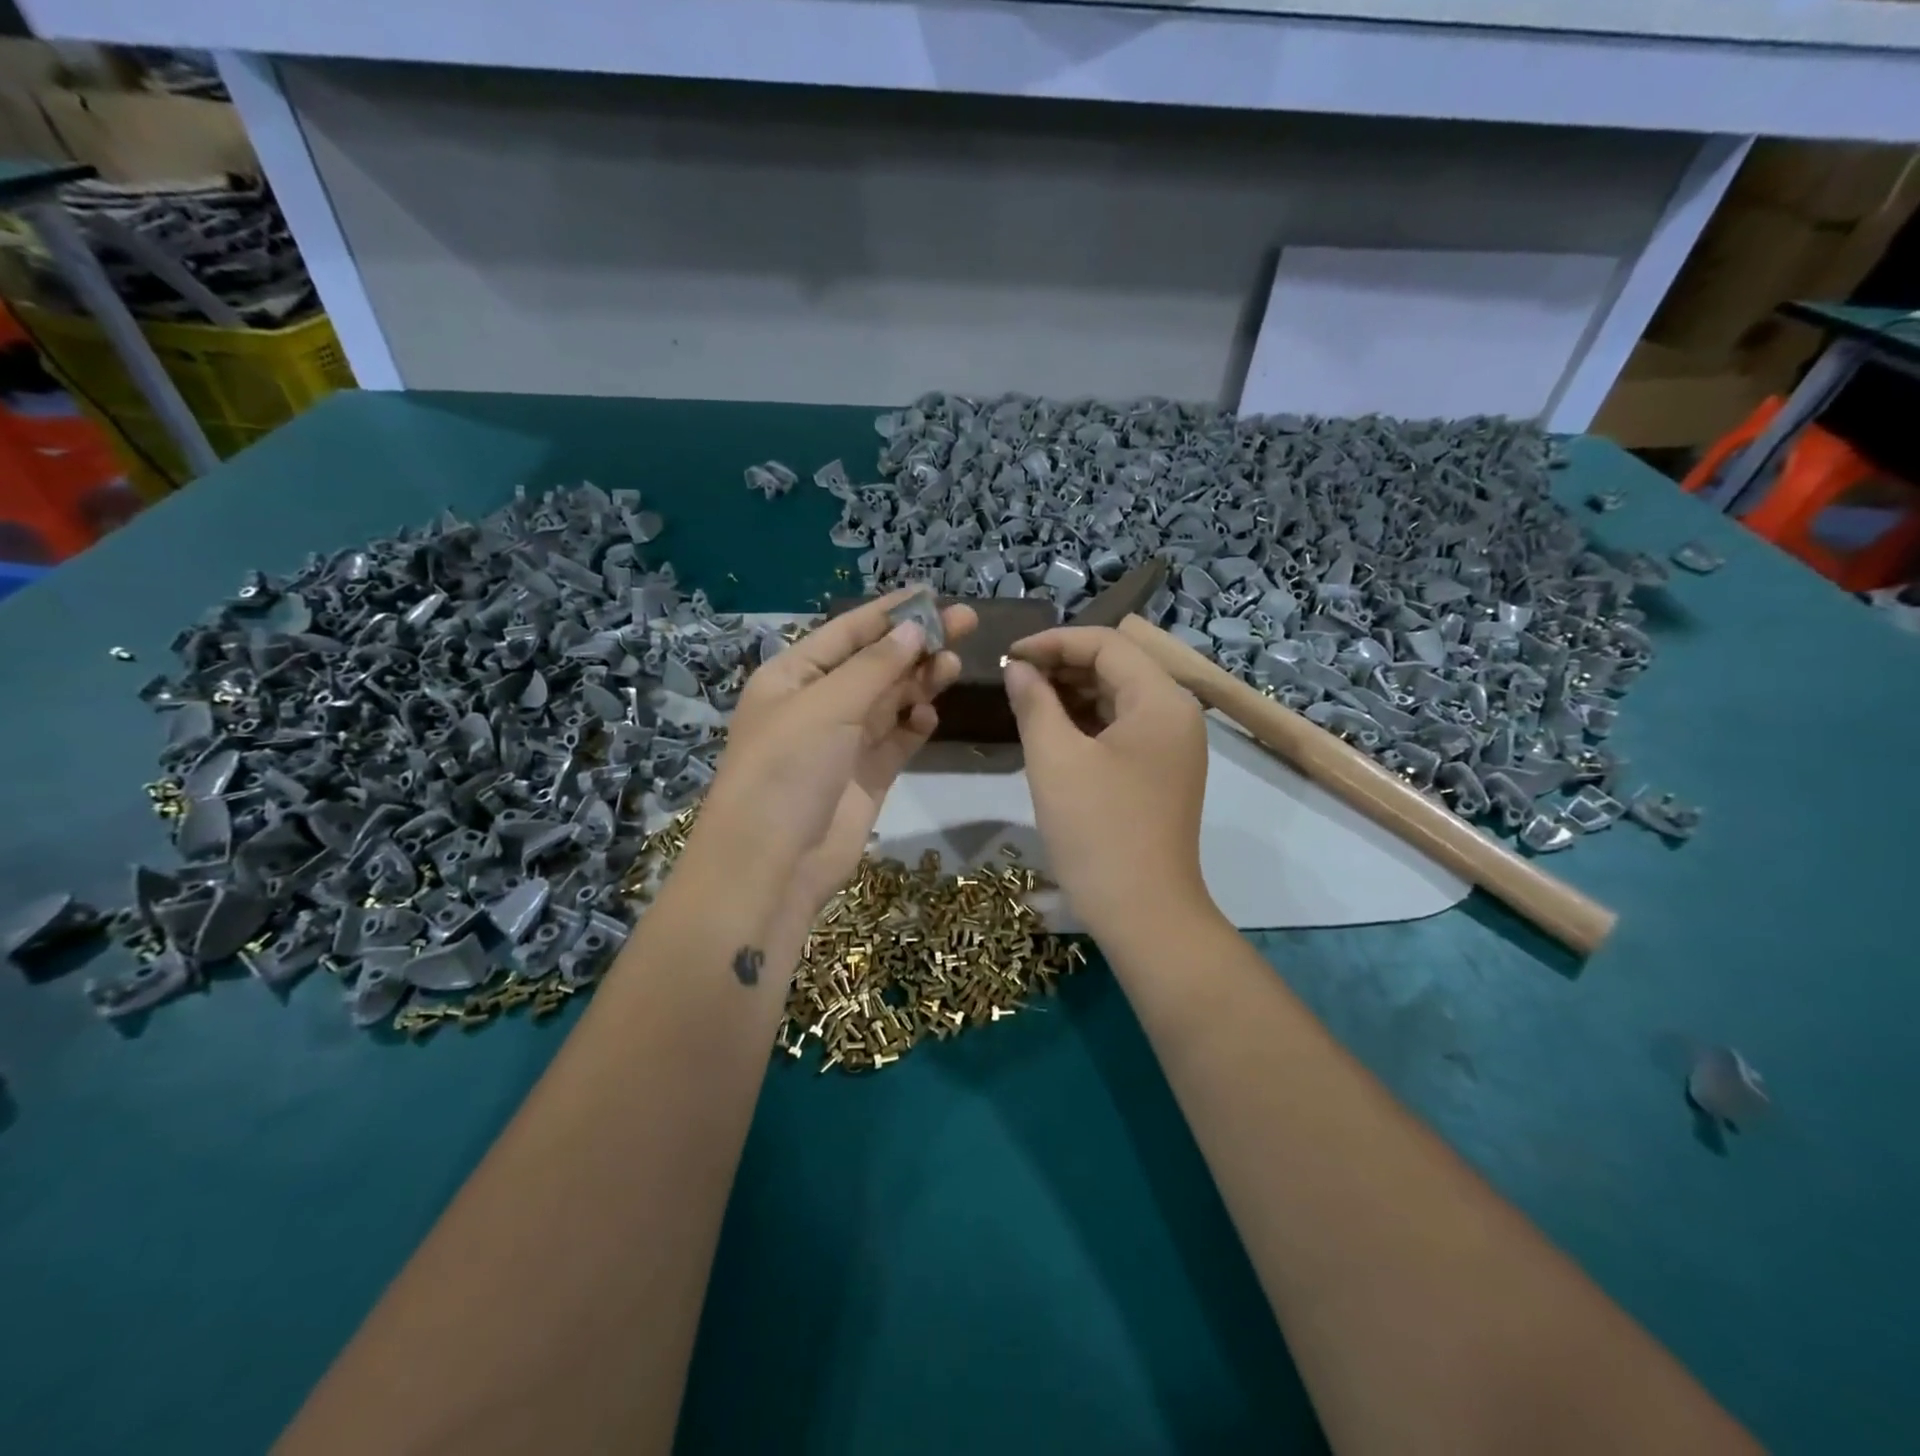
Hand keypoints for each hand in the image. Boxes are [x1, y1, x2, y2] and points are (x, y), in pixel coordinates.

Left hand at [697, 589, 977, 920]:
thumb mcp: (827, 705)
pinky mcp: (865, 778)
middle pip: (874, 664)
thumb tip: (915, 628)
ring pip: (889, 701)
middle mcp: (817, 704)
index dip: (890, 612)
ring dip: (919, 681)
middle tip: (965, 623)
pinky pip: (896, 741)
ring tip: (952, 666)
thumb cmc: (787, 769)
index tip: (933, 593)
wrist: (772, 864)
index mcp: (793, 677)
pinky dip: (913, 726)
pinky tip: (929, 717)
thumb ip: (875, 666)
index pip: (847, 632)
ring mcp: (842, 743)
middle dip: (916, 644)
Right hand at [1004, 626, 1213, 939]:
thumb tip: (1017, 668)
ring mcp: (1173, 746)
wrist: (1143, 913)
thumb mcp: (1055, 759)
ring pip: (1118, 698)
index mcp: (1161, 699)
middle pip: (1117, 667)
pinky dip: (1087, 723)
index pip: (1106, 644)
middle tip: (1013, 680)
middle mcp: (1176, 714)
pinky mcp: (1161, 772)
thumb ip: (1034, 702)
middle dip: (1062, 666)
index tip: (1008, 657)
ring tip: (1025, 701)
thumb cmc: (1097, 829)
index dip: (1053, 643)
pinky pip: (1122, 729)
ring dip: (1072, 694)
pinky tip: (1051, 731)